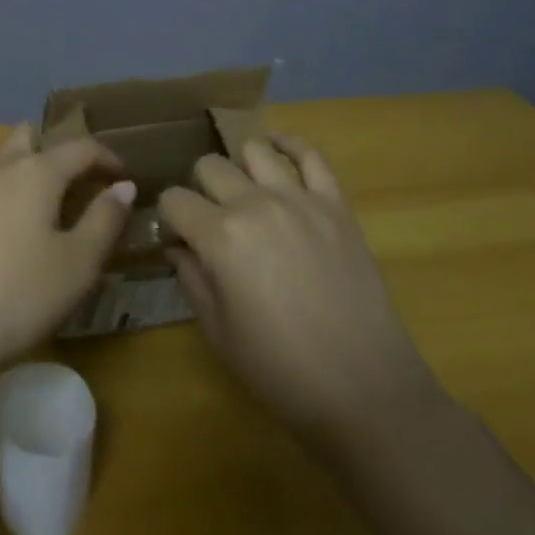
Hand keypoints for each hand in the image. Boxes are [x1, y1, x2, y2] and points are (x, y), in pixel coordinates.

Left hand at [0, 123, 135, 377]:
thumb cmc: (18, 297)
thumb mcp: (78, 265)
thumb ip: (105, 219)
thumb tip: (122, 186)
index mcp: (35, 171)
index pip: (80, 146)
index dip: (107, 157)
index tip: (122, 179)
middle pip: (29, 137)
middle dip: (55, 152)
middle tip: (75, 188)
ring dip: (23, 175)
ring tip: (38, 217)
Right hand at [159, 134, 436, 458]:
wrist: (365, 391)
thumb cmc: (281, 370)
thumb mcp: (218, 331)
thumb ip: (191, 278)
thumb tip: (176, 245)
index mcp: (220, 237)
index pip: (174, 200)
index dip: (169, 217)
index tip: (177, 237)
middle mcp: (255, 204)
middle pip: (209, 166)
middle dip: (199, 189)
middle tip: (210, 220)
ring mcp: (299, 199)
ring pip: (254, 150)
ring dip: (240, 167)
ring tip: (244, 192)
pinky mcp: (336, 204)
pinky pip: (311, 155)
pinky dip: (289, 144)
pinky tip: (277, 147)